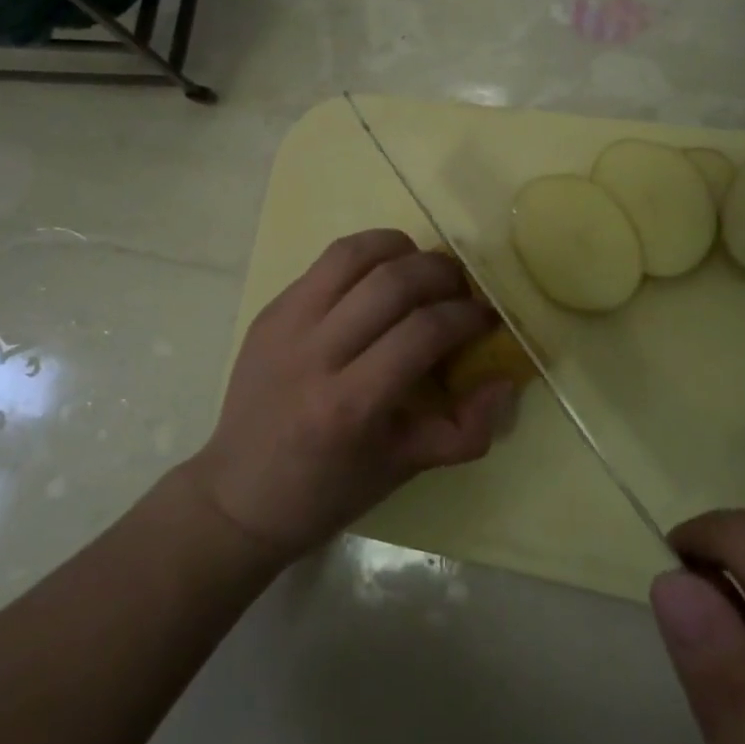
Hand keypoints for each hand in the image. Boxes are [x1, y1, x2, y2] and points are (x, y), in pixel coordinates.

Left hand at [185, 230, 515, 561]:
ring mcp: (285, 325)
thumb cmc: (327, 491)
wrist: (239, 494)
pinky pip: (325, 264)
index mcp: (351, 404)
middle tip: (461, 288)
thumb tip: (505, 382)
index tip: (486, 318)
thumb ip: (465, 429)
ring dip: (401, 249)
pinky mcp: (270, 311)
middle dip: (442, 273)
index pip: (423, 332)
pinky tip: (380, 277)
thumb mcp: (403, 470)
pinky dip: (365, 257)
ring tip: (423, 268)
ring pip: (353, 255)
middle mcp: (315, 353)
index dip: (467, 316)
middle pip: (392, 282)